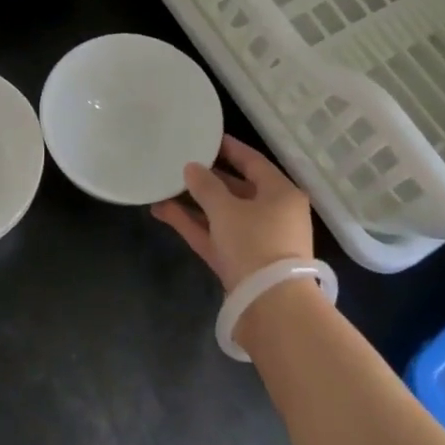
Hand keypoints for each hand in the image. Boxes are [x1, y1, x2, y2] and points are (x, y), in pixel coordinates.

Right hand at [151, 135, 314, 293]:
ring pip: (222, 214)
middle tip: (180, 162)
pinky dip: (193, 224)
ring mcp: (255, 241)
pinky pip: (215, 235)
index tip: (205, 137)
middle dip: (207, 178)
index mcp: (281, 193)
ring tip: (163, 186)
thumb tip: (191, 167)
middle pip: (237, 189)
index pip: (253, 162)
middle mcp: (273, 214)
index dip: (229, 148)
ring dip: (194, 203)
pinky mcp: (240, 263)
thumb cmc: (255, 243)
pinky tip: (163, 211)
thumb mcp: (227, 209)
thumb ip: (206, 186)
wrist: (270, 307)